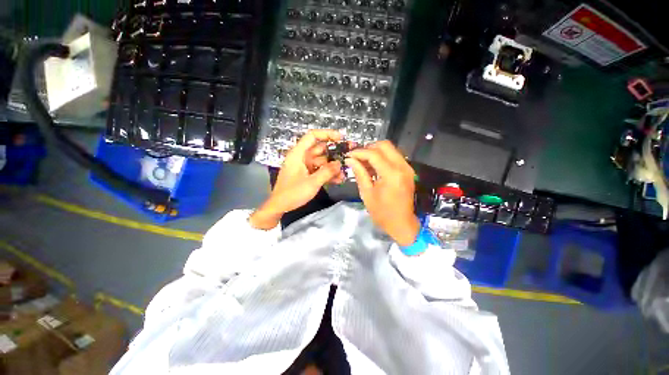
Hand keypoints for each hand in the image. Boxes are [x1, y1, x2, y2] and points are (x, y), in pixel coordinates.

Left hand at [250, 130, 344, 229]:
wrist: (280, 206)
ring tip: (344, 173)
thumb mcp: (312, 183)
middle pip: (320, 149)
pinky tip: (338, 179)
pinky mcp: (307, 174)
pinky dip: (328, 174)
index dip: (327, 134)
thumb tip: (339, 163)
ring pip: (322, 161)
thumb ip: (327, 172)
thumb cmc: (292, 193)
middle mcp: (302, 157)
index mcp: (298, 154)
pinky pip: (320, 170)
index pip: (312, 136)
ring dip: (333, 166)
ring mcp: (305, 166)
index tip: (340, 138)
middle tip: (348, 156)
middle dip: (334, 153)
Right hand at [345, 141, 419, 245]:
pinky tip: (374, 166)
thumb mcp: (367, 193)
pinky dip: (383, 157)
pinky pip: (394, 156)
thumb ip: (359, 173)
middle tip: (357, 157)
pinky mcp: (408, 170)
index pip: (373, 154)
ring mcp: (407, 168)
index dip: (359, 152)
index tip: (349, 155)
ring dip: (375, 152)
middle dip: (368, 148)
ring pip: (390, 149)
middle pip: (384, 145)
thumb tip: (349, 160)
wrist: (401, 223)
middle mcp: (402, 167)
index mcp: (391, 174)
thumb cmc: (382, 212)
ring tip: (363, 162)